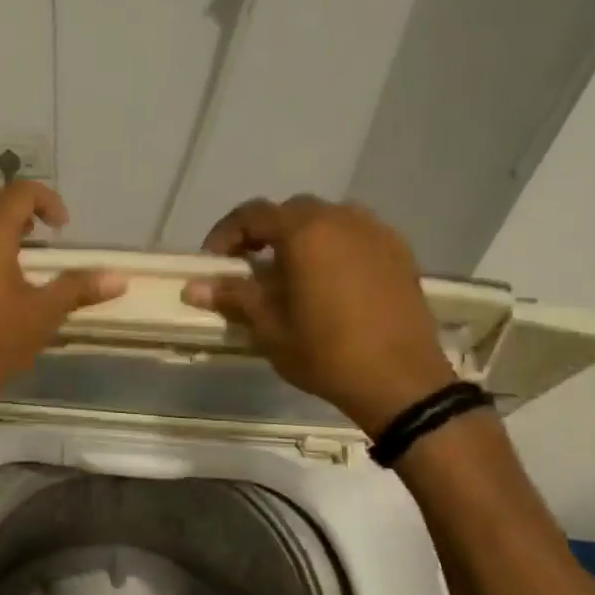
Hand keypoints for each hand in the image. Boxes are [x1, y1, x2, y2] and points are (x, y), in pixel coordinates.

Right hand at [184, 195, 454, 434]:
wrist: (402, 382)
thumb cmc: (326, 353)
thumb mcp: (270, 328)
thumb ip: (234, 297)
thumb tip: (193, 287)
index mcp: (305, 232)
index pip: (253, 214)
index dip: (226, 234)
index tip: (214, 262)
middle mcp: (342, 220)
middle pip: (291, 211)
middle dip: (265, 232)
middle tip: (250, 266)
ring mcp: (376, 233)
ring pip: (327, 219)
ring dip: (302, 236)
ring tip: (292, 272)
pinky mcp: (400, 253)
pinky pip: (357, 235)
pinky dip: (335, 246)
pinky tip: (331, 280)